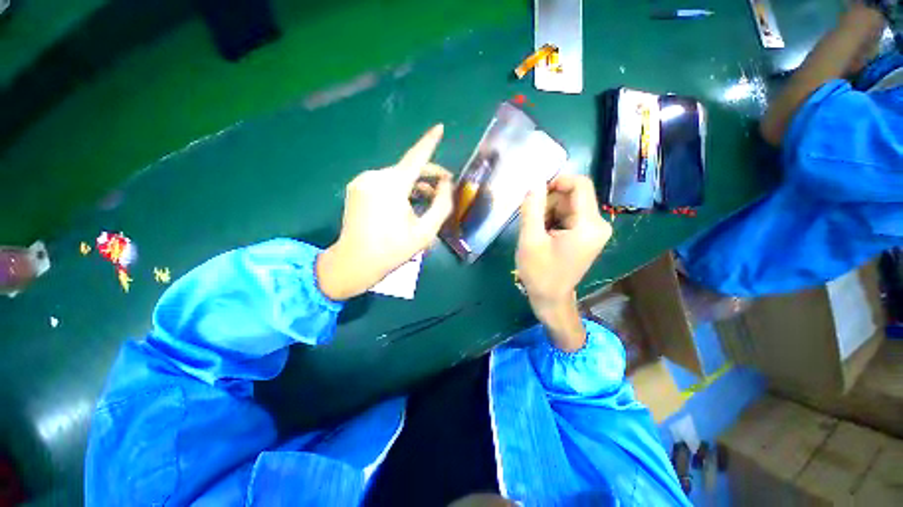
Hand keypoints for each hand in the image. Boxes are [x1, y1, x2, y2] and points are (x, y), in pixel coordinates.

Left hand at [317, 125, 453, 300]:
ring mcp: (362, 181)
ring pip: (396, 176)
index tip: (440, 127)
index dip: (429, 142)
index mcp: (392, 186)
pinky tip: (405, 204)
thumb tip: (446, 184)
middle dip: (427, 175)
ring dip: (413, 185)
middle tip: (443, 186)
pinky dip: (398, 188)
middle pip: (407, 168)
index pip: (416, 157)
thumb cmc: (393, 250)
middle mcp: (375, 177)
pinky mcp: (356, 188)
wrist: (355, 262)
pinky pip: (384, 182)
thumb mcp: (425, 232)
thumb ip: (441, 205)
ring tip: (426, 200)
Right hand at [516, 175, 611, 349]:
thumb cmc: (540, 273)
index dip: (557, 181)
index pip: (580, 184)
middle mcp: (598, 224)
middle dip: (548, 203)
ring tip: (536, 232)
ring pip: (568, 205)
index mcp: (588, 225)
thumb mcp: (530, 240)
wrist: (551, 299)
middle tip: (532, 222)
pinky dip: (553, 220)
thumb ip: (532, 209)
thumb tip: (534, 183)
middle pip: (572, 195)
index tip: (535, 192)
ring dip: (548, 212)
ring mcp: (594, 230)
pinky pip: (568, 215)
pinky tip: (543, 235)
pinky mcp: (587, 235)